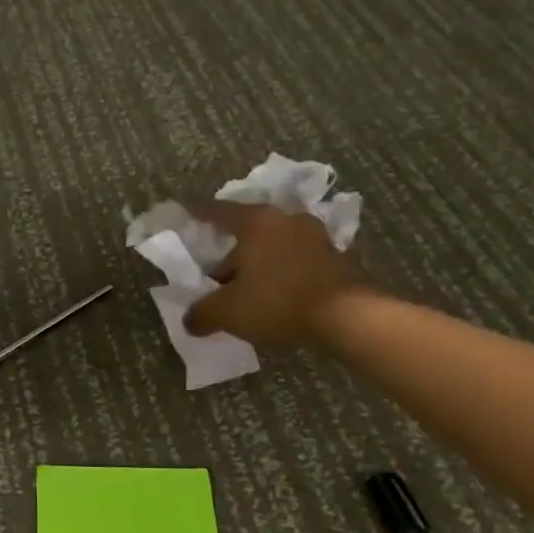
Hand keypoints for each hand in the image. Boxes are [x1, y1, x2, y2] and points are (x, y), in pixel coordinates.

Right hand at [181, 202, 356, 349]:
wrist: (346, 317)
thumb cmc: (277, 302)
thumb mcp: (227, 312)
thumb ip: (202, 313)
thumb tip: (189, 321)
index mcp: (256, 222)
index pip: (219, 211)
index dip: (199, 213)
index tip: (186, 212)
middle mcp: (286, 219)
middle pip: (249, 229)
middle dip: (232, 250)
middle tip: (217, 273)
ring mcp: (315, 236)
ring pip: (275, 244)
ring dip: (260, 261)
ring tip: (248, 286)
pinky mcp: (336, 256)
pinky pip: (297, 259)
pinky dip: (283, 270)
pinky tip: (276, 292)